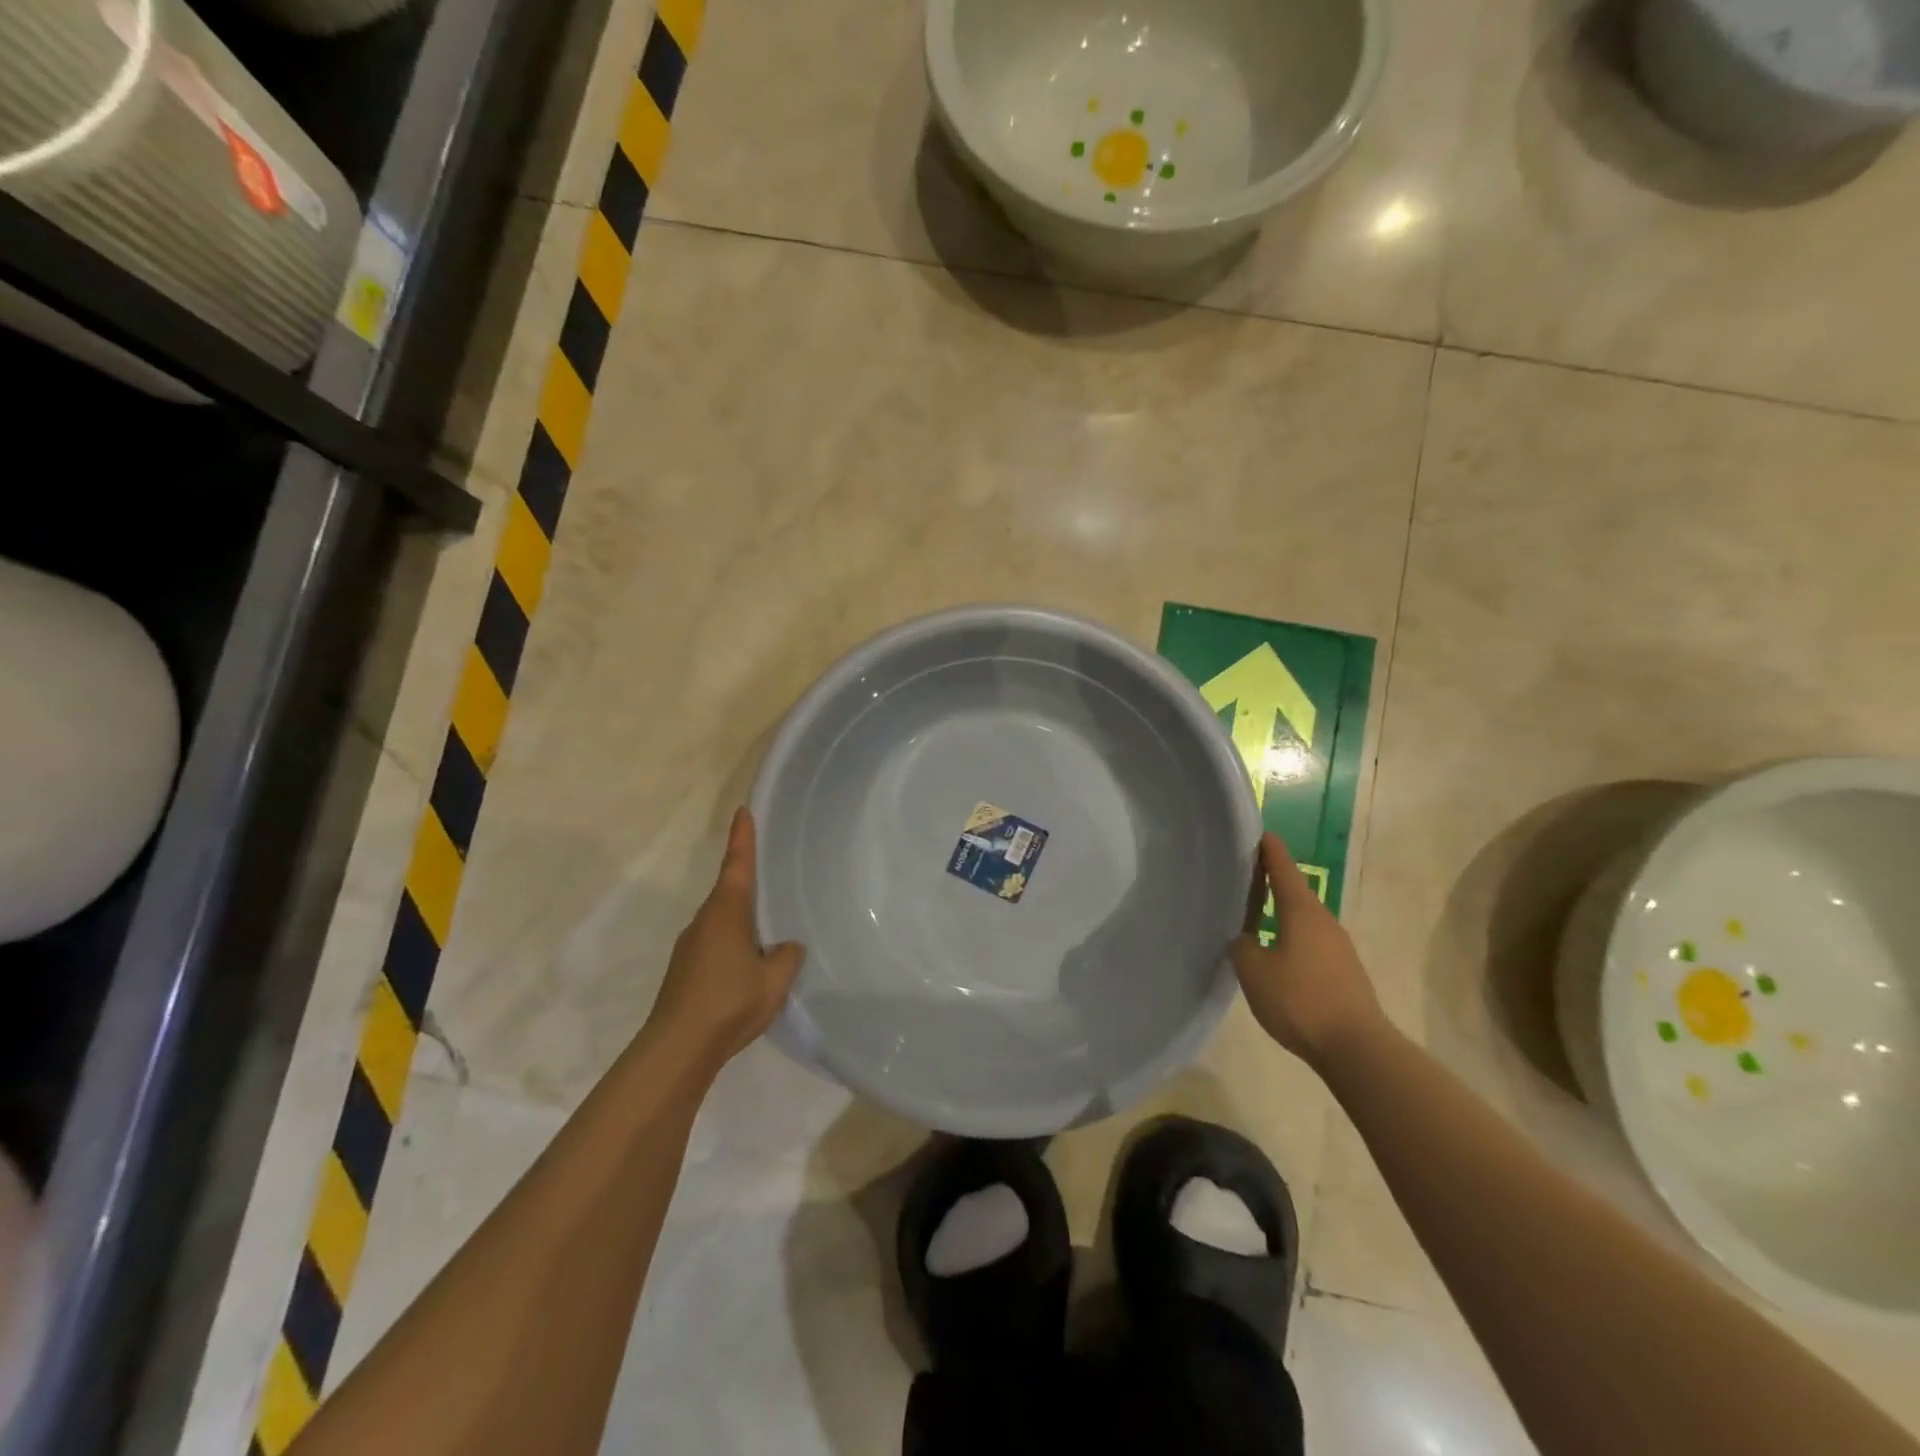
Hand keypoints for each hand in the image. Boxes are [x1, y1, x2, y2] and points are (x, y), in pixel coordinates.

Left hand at [646, 808, 804, 1070]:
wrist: (677, 1048)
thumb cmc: (729, 1002)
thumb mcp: (774, 980)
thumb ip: (786, 957)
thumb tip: (786, 947)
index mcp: (726, 913)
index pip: (737, 866)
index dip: (742, 838)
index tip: (742, 811)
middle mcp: (704, 922)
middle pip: (728, 893)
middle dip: (747, 884)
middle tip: (771, 878)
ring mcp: (690, 947)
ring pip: (721, 922)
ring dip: (741, 922)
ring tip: (766, 935)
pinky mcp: (684, 971)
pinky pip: (715, 944)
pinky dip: (732, 946)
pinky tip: (746, 969)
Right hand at [1229, 832, 1382, 1068]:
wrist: (1357, 1048)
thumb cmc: (1301, 1000)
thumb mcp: (1254, 971)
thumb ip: (1243, 947)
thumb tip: (1246, 939)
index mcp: (1302, 911)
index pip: (1283, 870)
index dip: (1270, 851)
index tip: (1260, 833)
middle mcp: (1324, 921)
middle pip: (1295, 892)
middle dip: (1273, 881)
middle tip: (1246, 875)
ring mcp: (1338, 948)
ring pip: (1303, 919)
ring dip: (1282, 913)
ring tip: (1256, 914)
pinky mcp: (1344, 972)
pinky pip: (1311, 943)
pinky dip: (1291, 937)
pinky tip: (1276, 954)